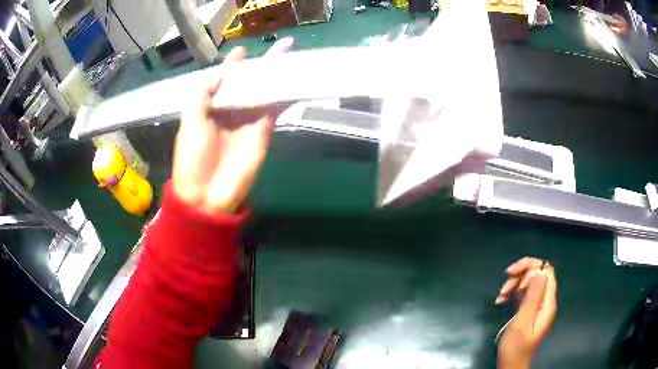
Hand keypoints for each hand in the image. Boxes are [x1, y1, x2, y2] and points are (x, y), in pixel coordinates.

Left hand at [172, 39, 292, 215]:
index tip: (242, 51)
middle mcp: (230, 111)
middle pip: (248, 83)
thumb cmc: (192, 158)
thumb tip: (220, 72)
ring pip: (264, 92)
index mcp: (210, 108)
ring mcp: (248, 120)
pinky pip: (274, 109)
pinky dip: (284, 95)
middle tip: (279, 47)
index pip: (224, 81)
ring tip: (289, 56)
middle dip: (261, 65)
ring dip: (276, 75)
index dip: (232, 65)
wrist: (207, 194)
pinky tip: (293, 79)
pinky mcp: (263, 131)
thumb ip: (202, 95)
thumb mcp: (190, 122)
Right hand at [495, 257, 556, 368]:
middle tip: (504, 288)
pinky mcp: (530, 310)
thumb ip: (532, 297)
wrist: (511, 365)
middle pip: (537, 275)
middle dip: (520, 276)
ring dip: (514, 285)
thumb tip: (540, 272)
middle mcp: (545, 301)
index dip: (531, 268)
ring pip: (529, 283)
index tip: (513, 277)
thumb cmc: (516, 347)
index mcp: (547, 303)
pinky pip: (524, 294)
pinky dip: (513, 294)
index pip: (546, 272)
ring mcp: (538, 306)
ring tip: (500, 296)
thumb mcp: (522, 323)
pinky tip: (501, 301)